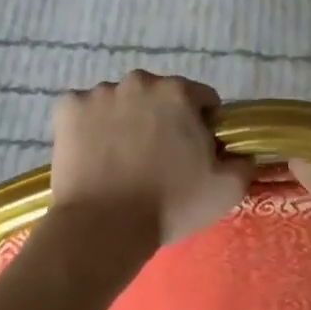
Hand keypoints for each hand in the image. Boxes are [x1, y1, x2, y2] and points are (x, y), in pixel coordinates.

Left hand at [50, 72, 255, 250]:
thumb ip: (243, 162)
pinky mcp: (67, 108)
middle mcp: (139, 82)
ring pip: (120, 102)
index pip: (202, 100)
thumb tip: (242, 152)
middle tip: (158, 158)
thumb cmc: (170, 205)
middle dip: (162, 119)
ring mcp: (98, 93)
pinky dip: (90, 127)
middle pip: (158, 96)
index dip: (202, 125)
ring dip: (125, 120)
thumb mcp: (227, 189)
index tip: (194, 152)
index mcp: (179, 93)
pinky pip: (85, 111)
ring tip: (122, 160)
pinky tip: (94, 156)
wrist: (103, 228)